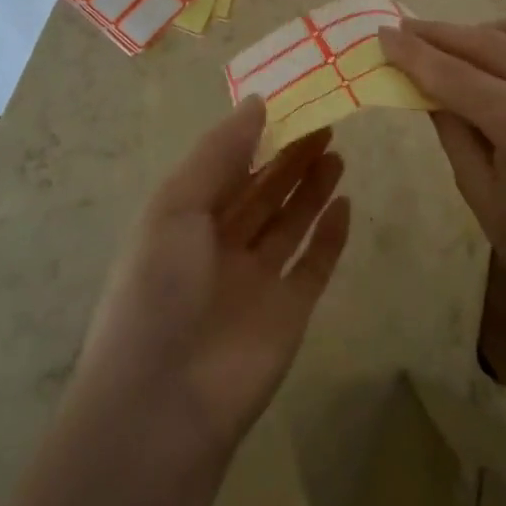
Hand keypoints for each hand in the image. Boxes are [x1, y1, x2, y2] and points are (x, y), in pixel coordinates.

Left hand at [73, 98, 351, 461]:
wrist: (164, 403)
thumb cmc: (159, 287)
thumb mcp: (176, 205)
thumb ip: (219, 153)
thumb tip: (256, 101)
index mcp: (184, 219)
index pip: (226, 167)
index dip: (255, 136)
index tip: (288, 103)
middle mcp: (219, 245)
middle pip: (262, 191)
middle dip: (289, 157)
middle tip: (325, 121)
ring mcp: (255, 280)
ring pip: (289, 223)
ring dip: (310, 188)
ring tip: (337, 151)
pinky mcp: (288, 312)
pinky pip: (313, 266)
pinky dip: (330, 237)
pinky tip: (346, 204)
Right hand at [380, 15, 505, 376]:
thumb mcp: (482, 197)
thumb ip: (451, 130)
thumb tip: (424, 83)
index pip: (456, 75)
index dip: (414, 52)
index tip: (383, 33)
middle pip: (489, 42)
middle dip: (441, 33)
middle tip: (406, 28)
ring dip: (484, 32)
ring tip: (455, 45)